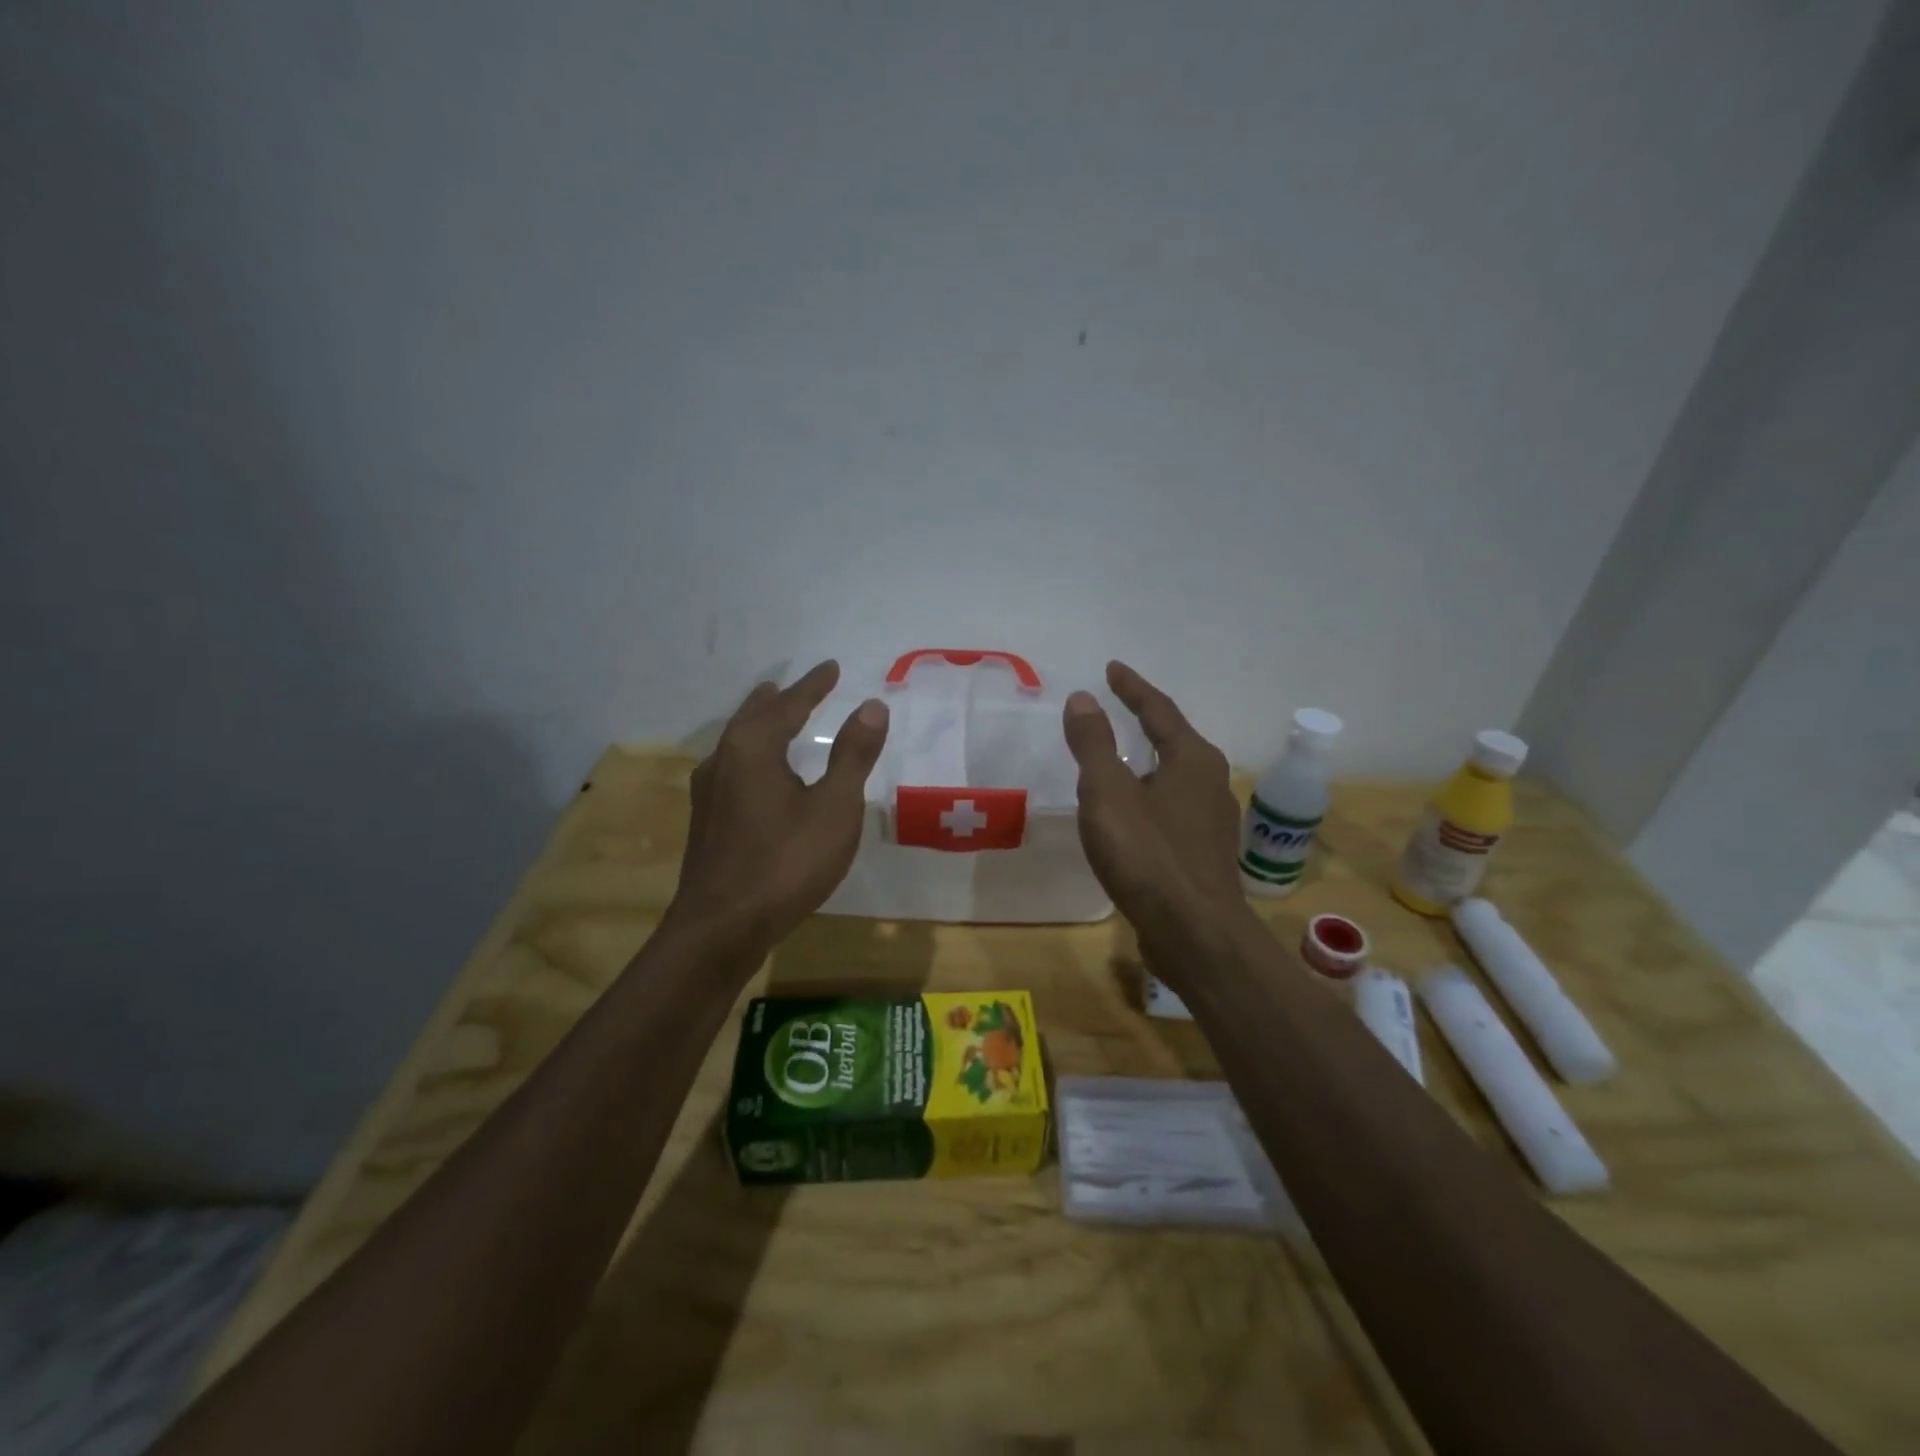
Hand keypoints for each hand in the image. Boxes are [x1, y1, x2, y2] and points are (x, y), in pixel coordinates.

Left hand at [665, 661, 889, 954]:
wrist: (721, 928)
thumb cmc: (786, 862)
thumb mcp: (834, 807)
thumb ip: (853, 754)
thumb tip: (871, 705)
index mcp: (753, 747)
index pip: (788, 704)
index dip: (813, 685)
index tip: (830, 667)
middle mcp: (724, 760)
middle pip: (753, 717)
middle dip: (778, 700)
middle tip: (795, 687)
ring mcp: (708, 792)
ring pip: (737, 743)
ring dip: (759, 725)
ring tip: (775, 719)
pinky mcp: (706, 822)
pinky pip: (732, 768)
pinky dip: (752, 755)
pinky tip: (758, 775)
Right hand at [1063, 662, 1245, 939]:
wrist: (1194, 933)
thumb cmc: (1148, 856)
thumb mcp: (1108, 794)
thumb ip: (1094, 744)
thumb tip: (1083, 698)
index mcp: (1192, 759)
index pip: (1158, 710)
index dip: (1132, 688)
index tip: (1112, 669)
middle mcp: (1211, 782)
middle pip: (1174, 740)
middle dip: (1146, 722)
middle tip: (1117, 708)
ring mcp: (1212, 820)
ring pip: (1175, 777)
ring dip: (1148, 762)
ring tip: (1121, 760)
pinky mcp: (1205, 853)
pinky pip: (1173, 808)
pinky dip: (1150, 796)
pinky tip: (1133, 814)